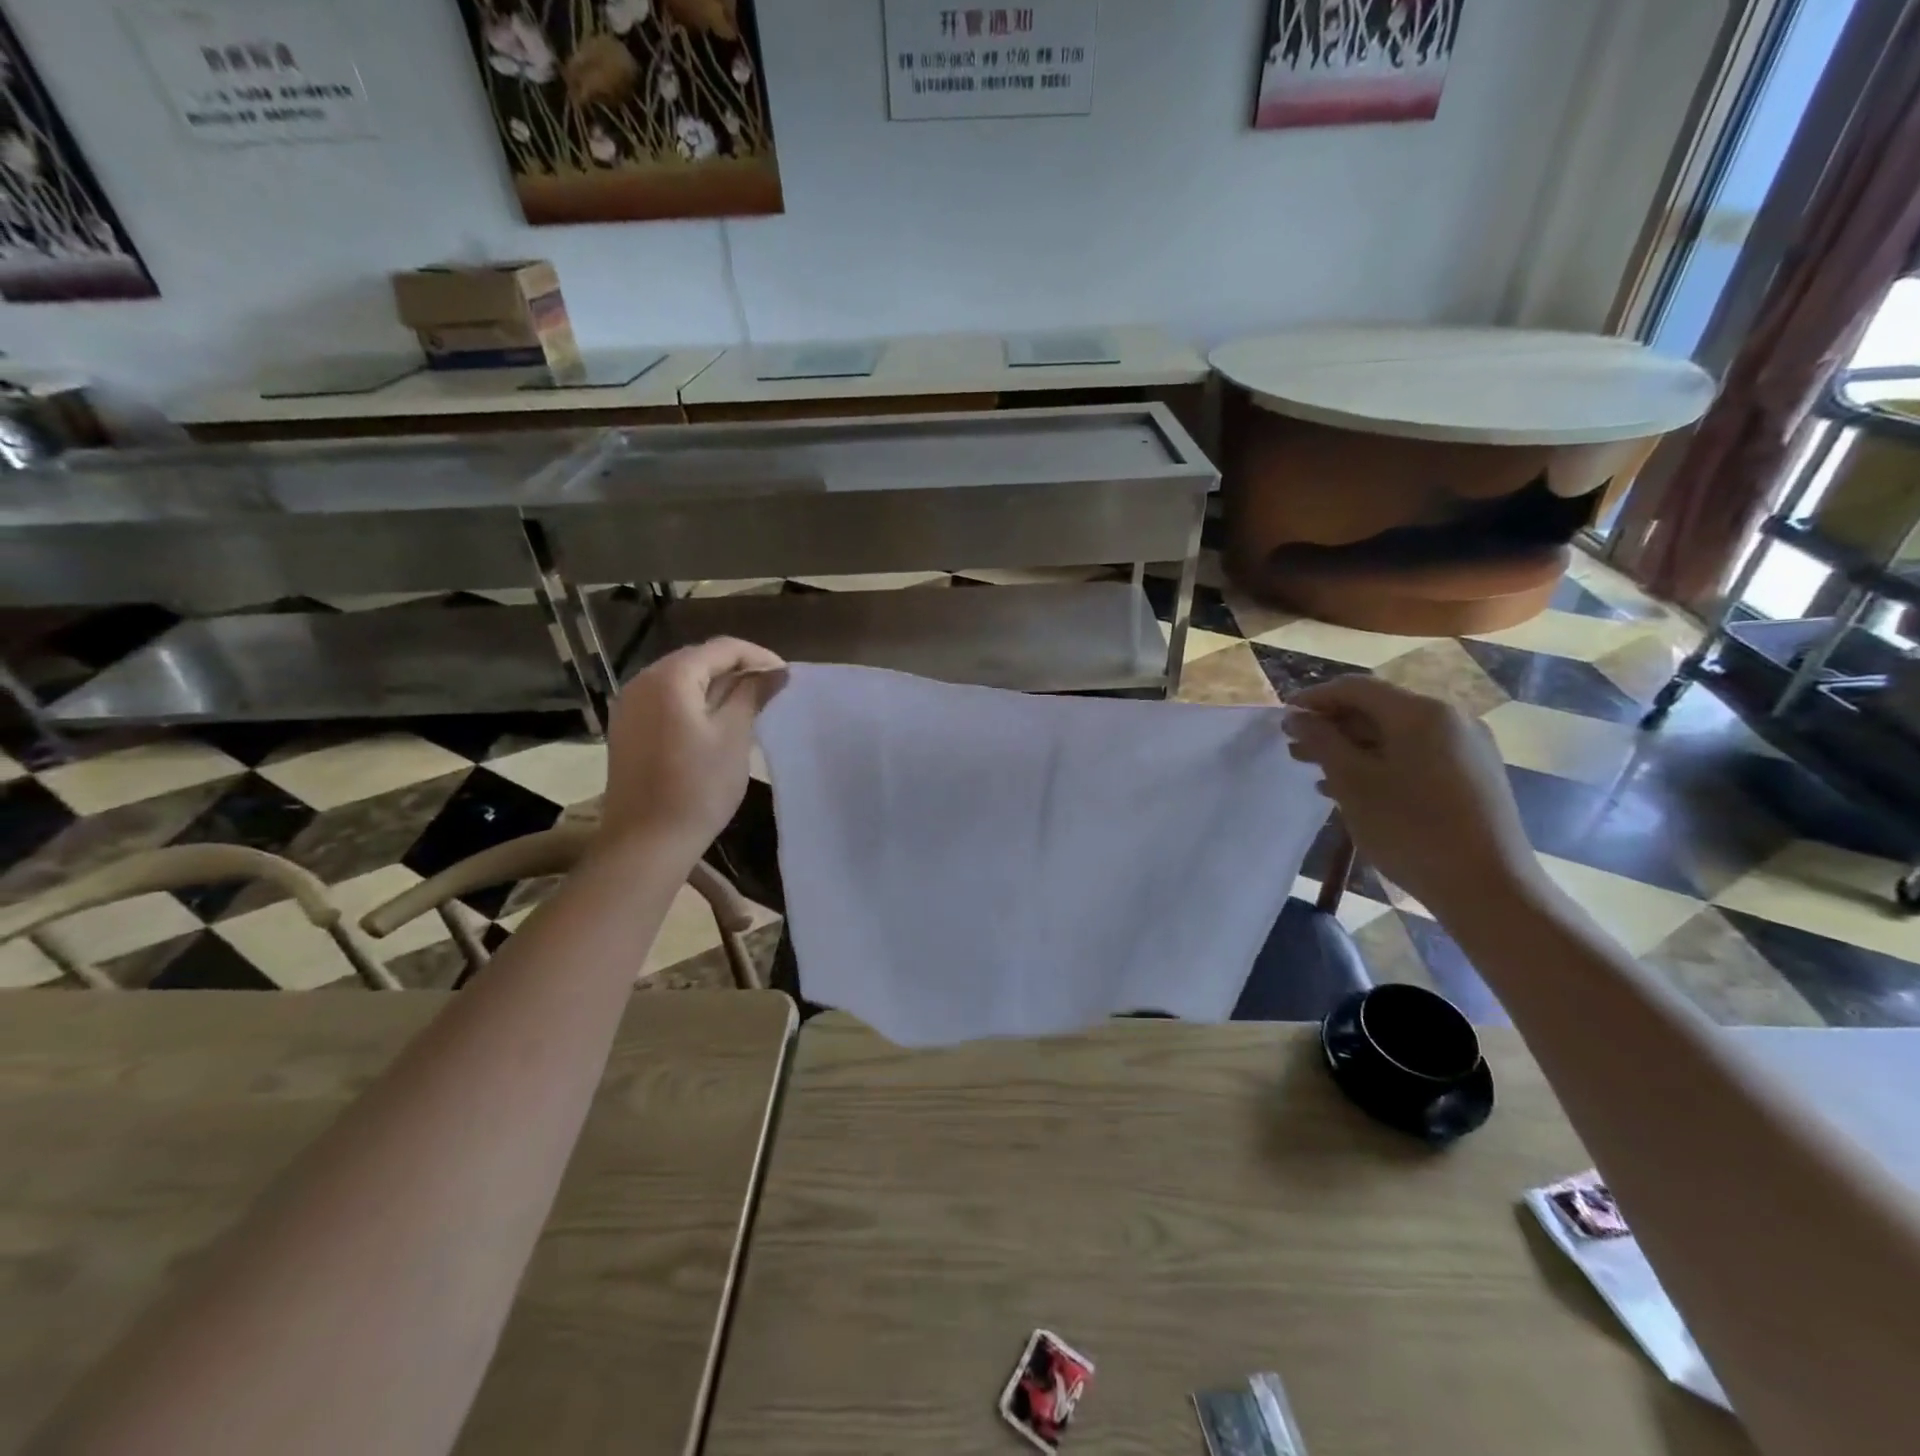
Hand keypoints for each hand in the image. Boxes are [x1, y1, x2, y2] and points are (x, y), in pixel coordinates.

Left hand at [597, 637, 786, 861]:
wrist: (645, 842)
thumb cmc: (697, 787)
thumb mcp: (734, 736)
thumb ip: (752, 695)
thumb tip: (775, 672)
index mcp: (670, 677)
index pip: (722, 648)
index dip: (758, 656)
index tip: (786, 677)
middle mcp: (643, 681)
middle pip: (698, 660)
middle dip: (737, 669)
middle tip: (772, 690)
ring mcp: (630, 706)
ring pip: (682, 681)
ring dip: (717, 686)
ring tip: (750, 705)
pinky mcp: (628, 729)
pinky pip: (667, 701)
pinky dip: (696, 703)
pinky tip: (717, 723)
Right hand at [1282, 676, 1541, 915]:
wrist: (1488, 887)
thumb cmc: (1411, 828)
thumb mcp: (1353, 782)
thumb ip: (1321, 741)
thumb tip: (1296, 716)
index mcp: (1421, 712)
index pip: (1355, 688)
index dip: (1314, 697)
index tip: (1283, 716)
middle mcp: (1450, 719)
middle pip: (1378, 709)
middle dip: (1332, 726)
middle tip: (1294, 748)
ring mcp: (1467, 748)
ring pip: (1396, 735)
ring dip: (1352, 748)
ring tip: (1316, 771)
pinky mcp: (1474, 776)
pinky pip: (1416, 756)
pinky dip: (1380, 764)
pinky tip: (1353, 790)